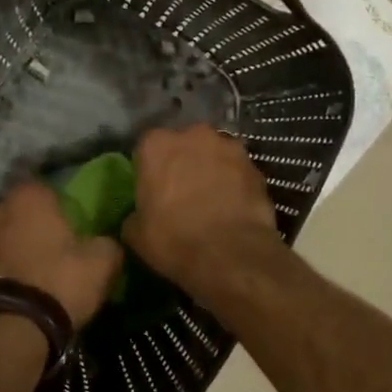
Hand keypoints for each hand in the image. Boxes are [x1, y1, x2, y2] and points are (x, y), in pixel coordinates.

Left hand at [0, 181, 123, 329]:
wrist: (10, 331)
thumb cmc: (58, 284)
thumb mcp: (101, 264)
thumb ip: (107, 244)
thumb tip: (106, 243)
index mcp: (27, 199)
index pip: (44, 189)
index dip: (58, 205)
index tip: (70, 225)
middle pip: (18, 212)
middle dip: (31, 226)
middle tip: (52, 249)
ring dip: (12, 249)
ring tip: (30, 274)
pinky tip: (13, 291)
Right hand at [124, 124, 278, 293]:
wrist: (231, 256)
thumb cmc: (173, 240)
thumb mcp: (135, 233)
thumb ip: (135, 213)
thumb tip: (140, 215)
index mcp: (156, 145)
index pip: (147, 147)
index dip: (150, 168)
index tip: (153, 188)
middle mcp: (193, 135)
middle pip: (184, 144)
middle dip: (183, 162)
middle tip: (182, 192)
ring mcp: (228, 147)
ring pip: (214, 154)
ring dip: (211, 169)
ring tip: (212, 199)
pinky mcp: (255, 167)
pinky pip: (238, 171)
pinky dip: (235, 184)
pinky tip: (233, 208)